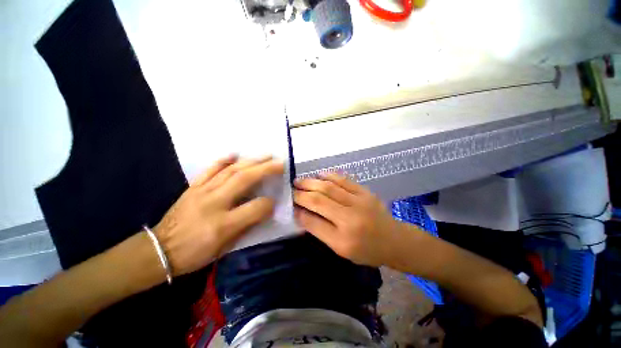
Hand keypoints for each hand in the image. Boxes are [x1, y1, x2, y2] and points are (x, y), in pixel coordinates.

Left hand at [154, 155, 283, 275]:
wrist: (158, 250)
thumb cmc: (195, 254)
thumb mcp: (225, 247)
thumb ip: (247, 225)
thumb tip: (265, 209)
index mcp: (223, 224)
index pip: (254, 208)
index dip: (268, 203)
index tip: (275, 201)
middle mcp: (213, 203)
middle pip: (244, 180)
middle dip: (265, 169)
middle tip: (279, 162)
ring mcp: (201, 191)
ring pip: (230, 171)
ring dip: (251, 161)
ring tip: (266, 155)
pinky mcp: (193, 187)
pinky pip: (209, 169)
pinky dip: (223, 160)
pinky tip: (235, 154)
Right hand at [293, 173, 409, 266]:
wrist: (395, 241)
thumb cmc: (367, 250)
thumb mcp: (341, 249)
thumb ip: (320, 230)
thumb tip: (301, 213)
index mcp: (344, 238)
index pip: (314, 221)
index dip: (299, 211)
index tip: (290, 204)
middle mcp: (351, 217)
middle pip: (320, 200)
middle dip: (302, 193)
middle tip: (292, 189)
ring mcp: (360, 201)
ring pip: (330, 187)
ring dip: (312, 182)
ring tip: (300, 181)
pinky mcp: (365, 192)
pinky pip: (344, 180)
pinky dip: (329, 176)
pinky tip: (320, 175)